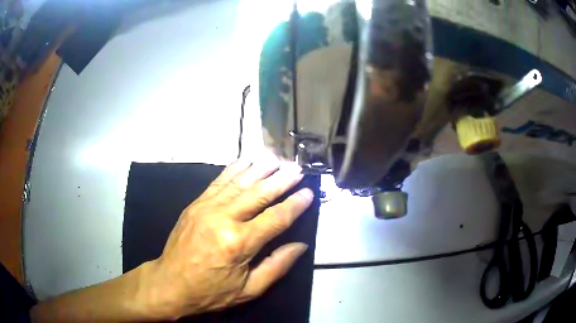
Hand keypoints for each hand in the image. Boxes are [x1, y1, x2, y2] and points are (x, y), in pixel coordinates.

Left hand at [139, 155, 313, 319]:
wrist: (170, 284)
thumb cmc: (211, 291)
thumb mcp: (249, 290)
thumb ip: (277, 266)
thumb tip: (300, 245)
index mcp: (239, 243)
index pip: (275, 218)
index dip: (295, 204)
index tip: (309, 192)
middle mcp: (223, 219)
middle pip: (258, 193)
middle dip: (281, 179)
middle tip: (297, 168)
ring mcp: (206, 208)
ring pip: (239, 182)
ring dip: (260, 168)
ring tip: (277, 158)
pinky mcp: (195, 204)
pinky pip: (218, 182)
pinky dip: (234, 169)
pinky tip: (246, 161)